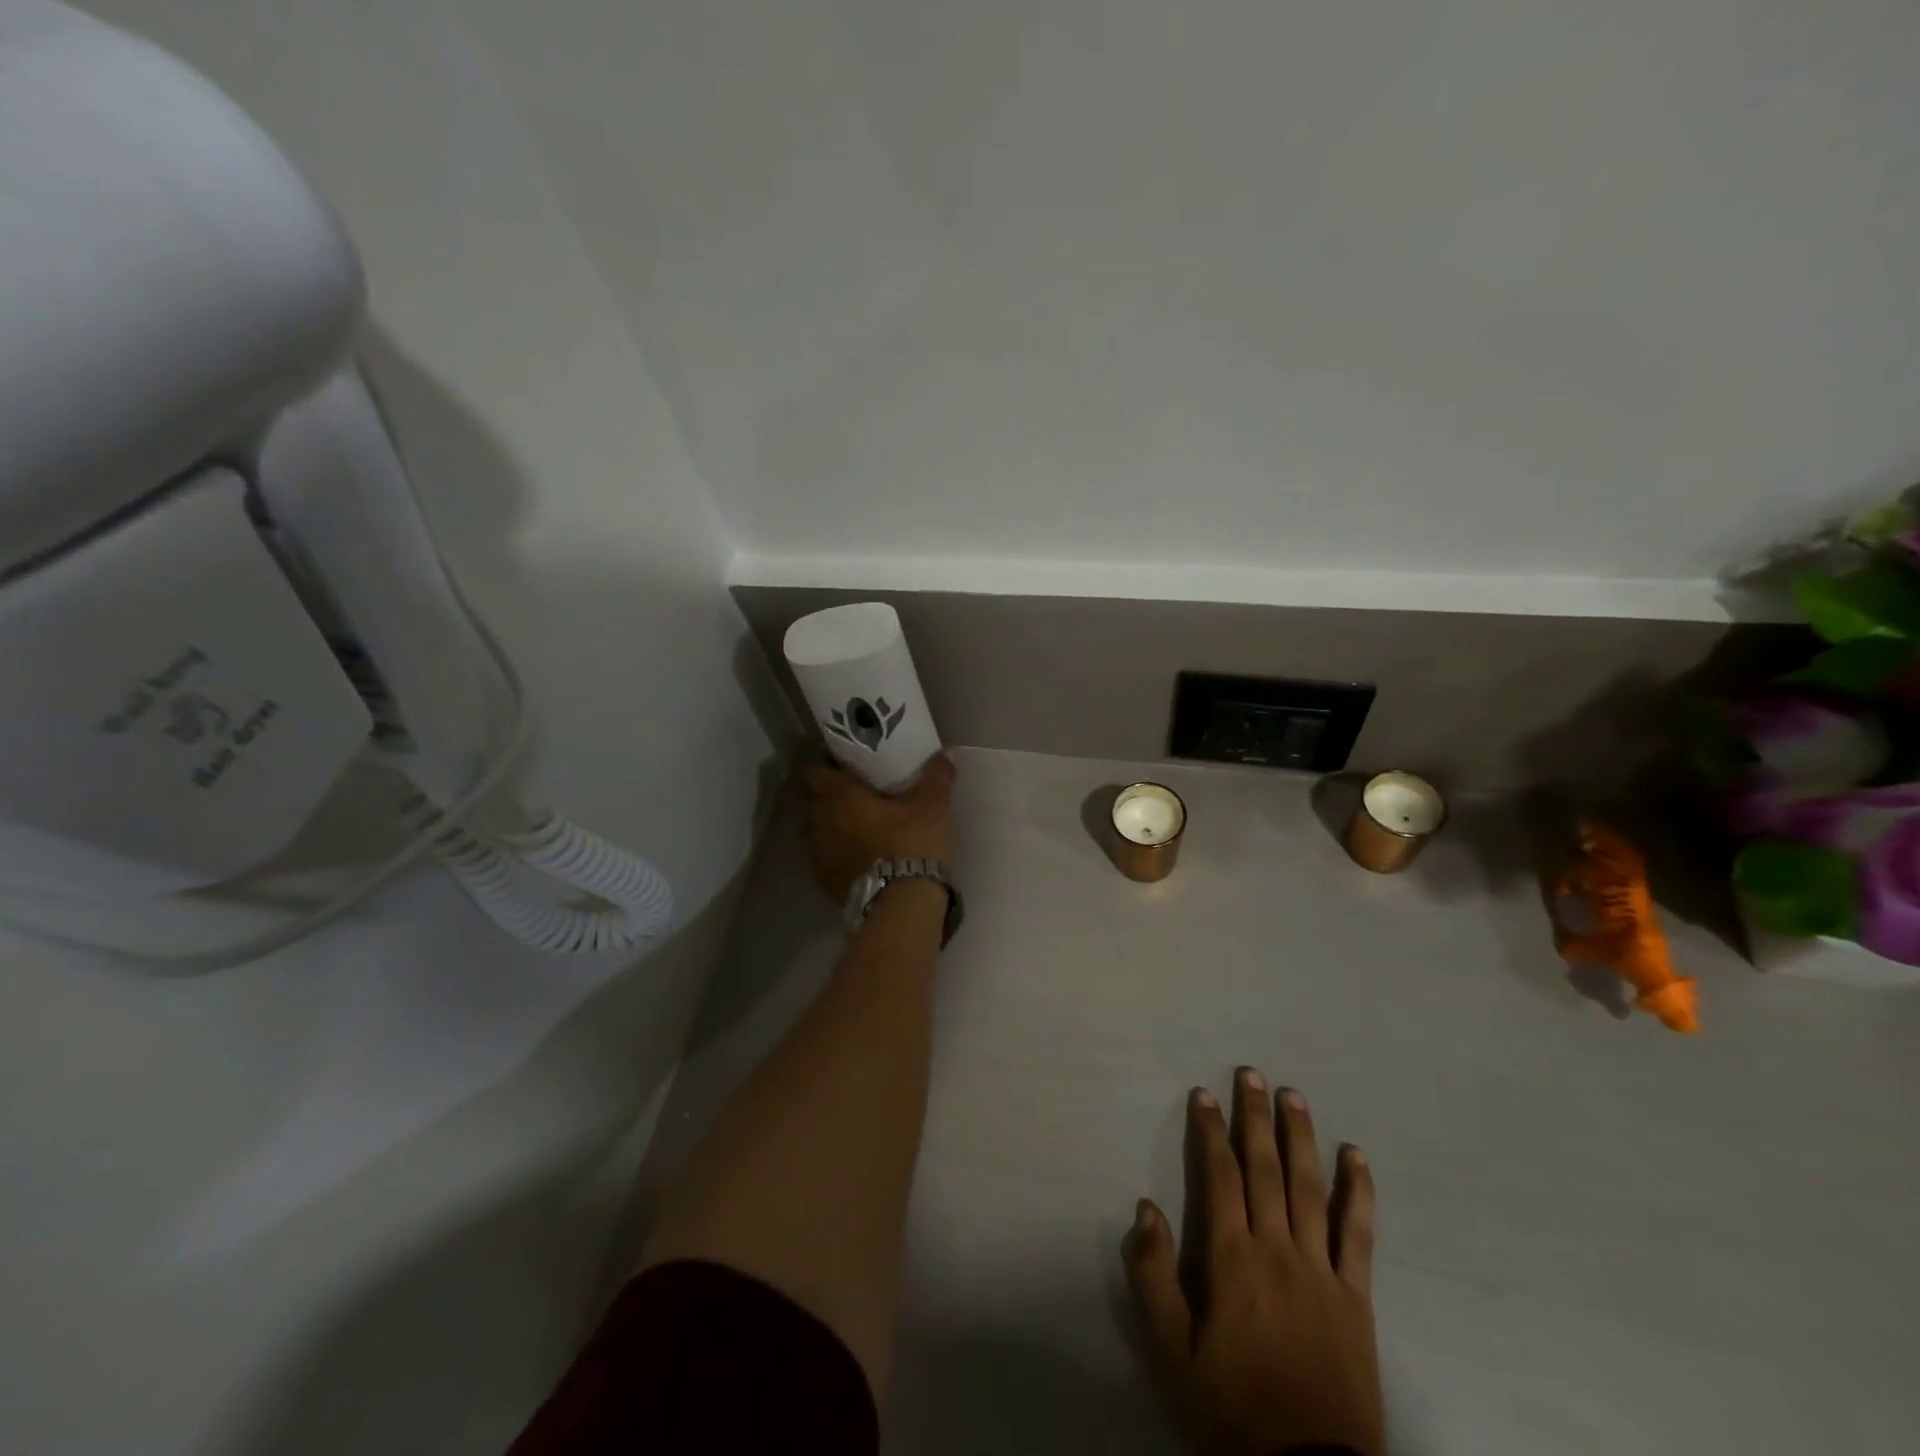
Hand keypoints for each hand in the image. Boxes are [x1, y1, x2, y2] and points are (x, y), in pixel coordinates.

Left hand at [803, 754, 956, 904]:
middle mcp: (819, 820)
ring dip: (830, 823)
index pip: (815, 770)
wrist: (900, 904)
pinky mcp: (824, 880)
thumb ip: (937, 776)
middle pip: (811, 798)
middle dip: (828, 793)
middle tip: (855, 791)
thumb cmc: (910, 842)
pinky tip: (858, 853)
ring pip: (815, 828)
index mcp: (838, 795)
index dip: (828, 765)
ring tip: (857, 823)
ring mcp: (817, 853)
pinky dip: (836, 850)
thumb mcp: (932, 805)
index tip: (847, 764)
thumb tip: (946, 754)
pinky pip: (824, 856)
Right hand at [1125, 1070, 1383, 1455]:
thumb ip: (1153, 1278)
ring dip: (1301, 1136)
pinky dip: (1359, 1192)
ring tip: (1293, 1095)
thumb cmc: (1232, 1411)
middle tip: (1250, 1073)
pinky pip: (1359, 1234)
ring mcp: (1323, 1271)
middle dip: (1254, 1117)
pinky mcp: (1357, 1297)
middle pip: (1265, 1168)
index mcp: (1233, 1261)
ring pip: (1310, 1188)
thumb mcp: (1171, 1355)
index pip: (1220, 1177)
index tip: (1203, 1094)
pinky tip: (1357, 1157)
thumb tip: (1145, 1208)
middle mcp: (1278, 1251)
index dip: (1209, 1131)